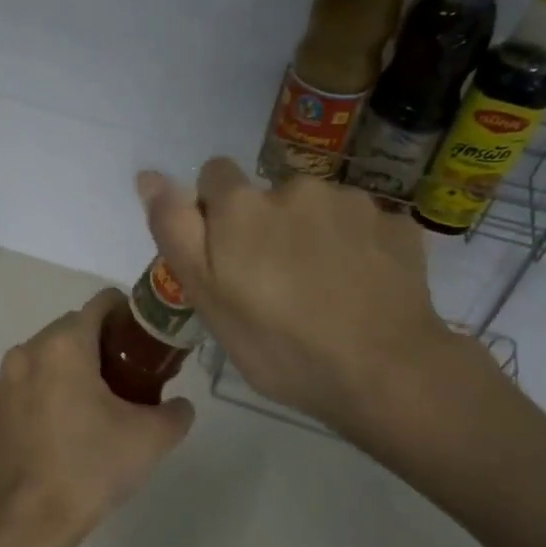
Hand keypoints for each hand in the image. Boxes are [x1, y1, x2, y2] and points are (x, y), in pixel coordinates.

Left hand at [0, 290, 194, 546]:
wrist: (28, 518)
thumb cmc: (90, 467)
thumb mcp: (151, 439)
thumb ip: (176, 412)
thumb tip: (179, 405)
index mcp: (64, 345)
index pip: (102, 302)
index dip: (130, 314)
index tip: (148, 343)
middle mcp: (30, 349)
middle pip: (76, 326)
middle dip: (105, 342)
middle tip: (134, 376)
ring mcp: (7, 377)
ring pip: (51, 352)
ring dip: (78, 364)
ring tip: (104, 401)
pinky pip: (33, 377)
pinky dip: (54, 384)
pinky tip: (72, 420)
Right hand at [139, 159, 491, 447]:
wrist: (384, 372)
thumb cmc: (279, 345)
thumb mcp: (207, 298)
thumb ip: (176, 230)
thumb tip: (148, 175)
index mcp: (243, 205)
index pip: (215, 175)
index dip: (216, 212)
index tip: (228, 256)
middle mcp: (297, 187)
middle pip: (269, 196)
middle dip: (268, 228)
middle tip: (277, 287)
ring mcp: (353, 202)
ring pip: (318, 210)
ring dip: (314, 236)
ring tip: (324, 291)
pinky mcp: (396, 223)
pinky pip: (362, 226)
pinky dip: (357, 248)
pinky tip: (362, 289)